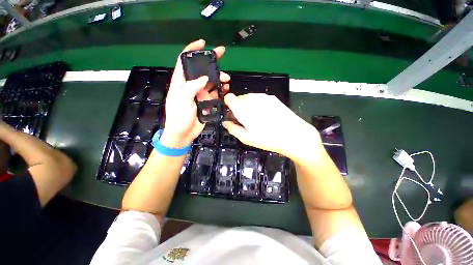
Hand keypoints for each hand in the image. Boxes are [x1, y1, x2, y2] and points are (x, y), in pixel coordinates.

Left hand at [161, 39, 229, 147]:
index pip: (184, 61)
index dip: (192, 50)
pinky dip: (220, 91)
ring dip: (218, 78)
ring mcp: (199, 94)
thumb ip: (192, 87)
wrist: (183, 133)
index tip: (203, 44)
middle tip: (222, 54)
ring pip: (210, 82)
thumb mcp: (182, 100)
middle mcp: (191, 86)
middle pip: (201, 70)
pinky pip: (215, 94)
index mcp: (181, 82)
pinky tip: (226, 89)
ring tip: (226, 79)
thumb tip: (205, 78)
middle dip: (211, 62)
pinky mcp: (206, 102)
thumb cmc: (179, 117)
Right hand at [222, 93, 323, 160]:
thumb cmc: (267, 138)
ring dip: (249, 106)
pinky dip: (258, 105)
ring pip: (249, 98)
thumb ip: (233, 129)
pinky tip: (266, 115)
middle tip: (246, 120)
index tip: (233, 114)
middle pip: (239, 98)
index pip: (229, 97)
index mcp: (242, 108)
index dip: (229, 105)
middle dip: (239, 107)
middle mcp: (251, 98)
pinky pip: (260, 99)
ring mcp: (263, 97)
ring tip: (257, 119)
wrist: (292, 134)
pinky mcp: (272, 98)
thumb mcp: (246, 138)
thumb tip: (225, 122)